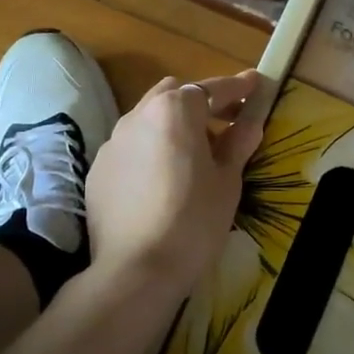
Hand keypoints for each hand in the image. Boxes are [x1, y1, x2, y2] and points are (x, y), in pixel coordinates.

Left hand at [85, 71, 265, 296]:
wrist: (136, 269)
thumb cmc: (194, 221)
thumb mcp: (227, 182)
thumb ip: (237, 144)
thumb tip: (250, 122)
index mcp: (175, 111)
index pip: (211, 89)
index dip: (236, 87)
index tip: (254, 84)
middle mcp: (138, 115)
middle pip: (173, 94)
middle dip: (199, 102)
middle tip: (225, 122)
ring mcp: (113, 141)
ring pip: (147, 118)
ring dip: (172, 125)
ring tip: (192, 154)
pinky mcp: (98, 168)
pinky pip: (130, 147)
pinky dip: (150, 150)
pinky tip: (161, 180)